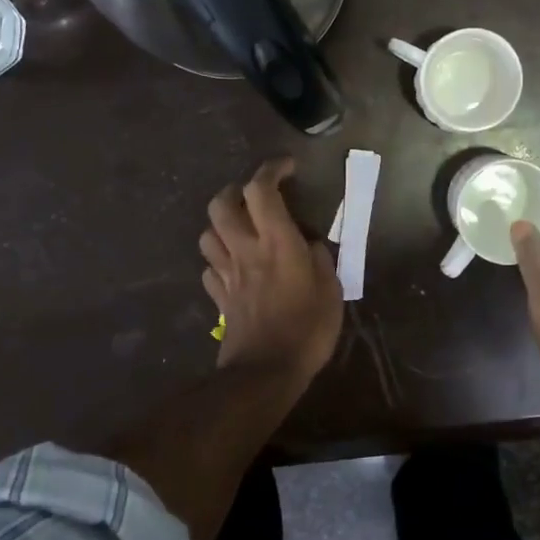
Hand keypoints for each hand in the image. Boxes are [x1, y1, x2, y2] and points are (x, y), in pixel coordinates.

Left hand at [200, 158, 342, 386]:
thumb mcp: (331, 290)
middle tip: (254, 196)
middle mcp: (246, 250)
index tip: (287, 167)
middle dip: (235, 191)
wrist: (265, 372)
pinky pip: (209, 268)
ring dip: (221, 224)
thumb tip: (310, 244)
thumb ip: (320, 259)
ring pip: (208, 234)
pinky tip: (234, 267)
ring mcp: (227, 274)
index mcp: (277, 242)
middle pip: (221, 204)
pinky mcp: (218, 297)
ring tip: (241, 229)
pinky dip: (219, 260)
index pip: (261, 190)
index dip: (271, 169)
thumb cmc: (307, 328)